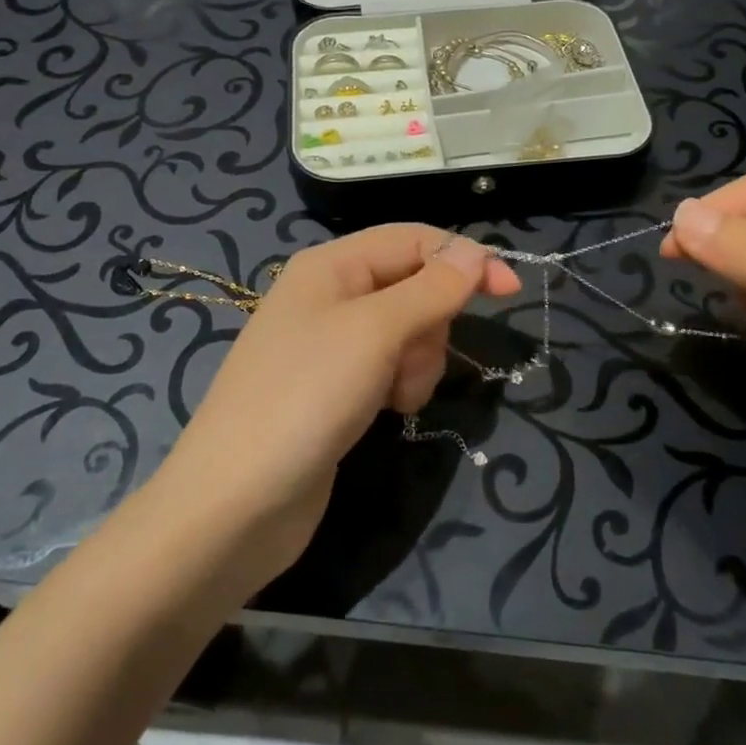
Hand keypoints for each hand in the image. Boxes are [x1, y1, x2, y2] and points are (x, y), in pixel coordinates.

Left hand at [158, 225, 518, 586]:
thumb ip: (431, 289)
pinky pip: (390, 367)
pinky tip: (387, 413)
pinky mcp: (337, 388)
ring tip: (393, 396)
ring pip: (408, 331)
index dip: (463, 258)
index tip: (510, 291)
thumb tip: (474, 251)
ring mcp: (332, 345)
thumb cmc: (304, 398)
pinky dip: (400, 385)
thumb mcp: (375, 332)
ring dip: (417, 361)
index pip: (413, 239)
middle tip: (411, 359)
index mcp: (331, 264)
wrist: (235, 505)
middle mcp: (330, 295)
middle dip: (430, 323)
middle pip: (413, 286)